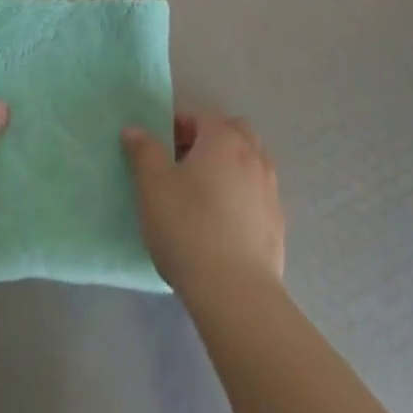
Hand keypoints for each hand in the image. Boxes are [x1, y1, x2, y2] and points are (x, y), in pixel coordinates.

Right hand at [122, 114, 284, 293]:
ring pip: (250, 163)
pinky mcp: (278, 225)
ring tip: (204, 196)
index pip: (201, 117)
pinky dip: (242, 199)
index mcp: (223, 138)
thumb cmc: (189, 228)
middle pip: (233, 133)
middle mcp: (253, 155)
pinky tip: (224, 226)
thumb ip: (143, 151)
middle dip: (210, 141)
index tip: (162, 150)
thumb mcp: (152, 186)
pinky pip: (257, 197)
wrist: (235, 295)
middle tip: (184, 166)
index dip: (179, 127)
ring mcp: (270, 190)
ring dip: (229, 169)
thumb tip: (134, 129)